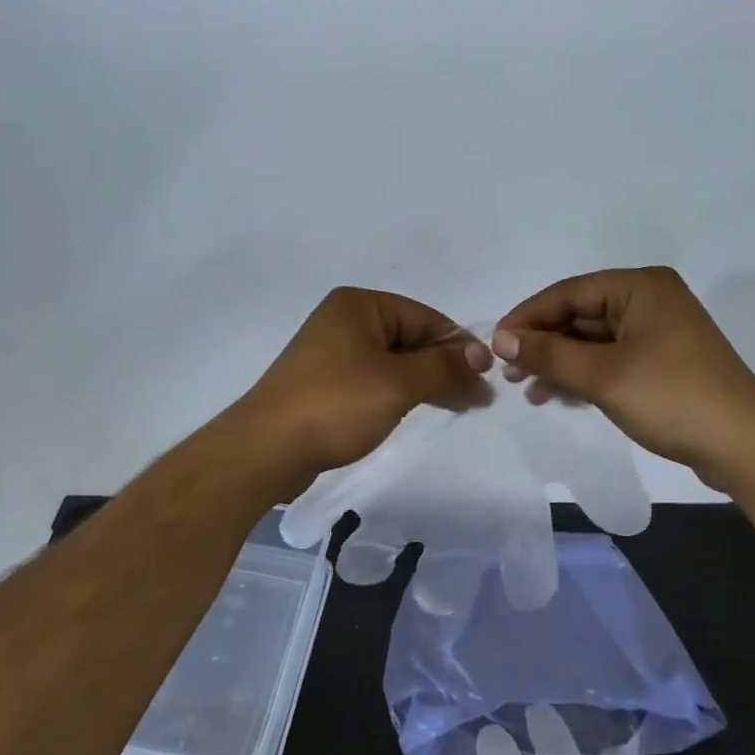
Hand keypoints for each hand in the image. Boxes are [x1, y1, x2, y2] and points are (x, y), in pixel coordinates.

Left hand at [232, 287, 492, 490]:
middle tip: (480, 400)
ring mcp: (332, 353)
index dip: (460, 347)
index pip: (426, 318)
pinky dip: (401, 393)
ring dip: (428, 383)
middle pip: (411, 339)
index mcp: (360, 305)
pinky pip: (375, 380)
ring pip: (395, 362)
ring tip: (461, 407)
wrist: (266, 448)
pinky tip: (422, 409)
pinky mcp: (326, 383)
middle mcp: (345, 321)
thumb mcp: (398, 382)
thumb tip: (480, 357)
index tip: (488, 378)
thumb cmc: (336, 404)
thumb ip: (444, 366)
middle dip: (446, 367)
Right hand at [493, 267, 754, 485]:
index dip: (528, 317)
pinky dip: (584, 375)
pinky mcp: (662, 361)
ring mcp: (658, 332)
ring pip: (593, 340)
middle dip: (543, 343)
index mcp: (641, 287)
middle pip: (580, 315)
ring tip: (529, 390)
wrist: (744, 446)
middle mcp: (650, 300)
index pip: (568, 292)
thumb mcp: (603, 375)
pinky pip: (610, 359)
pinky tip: (559, 396)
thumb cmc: (672, 398)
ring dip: (560, 362)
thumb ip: (550, 354)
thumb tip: (501, 340)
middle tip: (509, 372)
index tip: (495, 344)